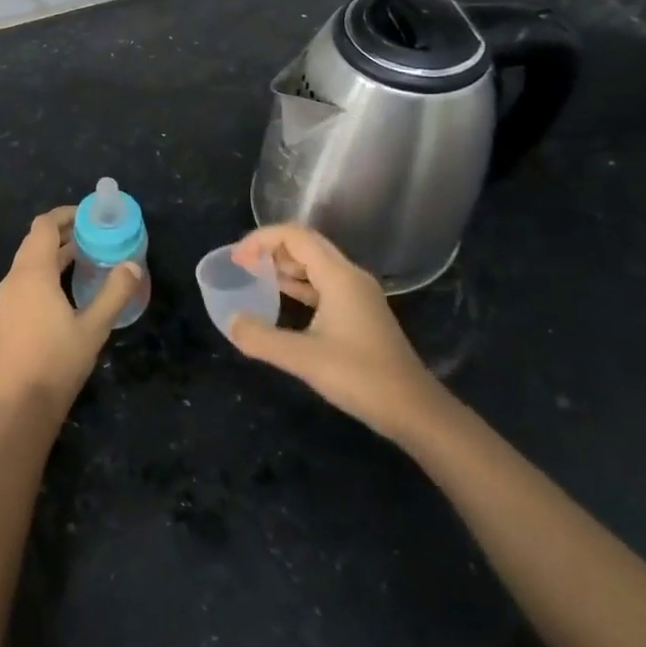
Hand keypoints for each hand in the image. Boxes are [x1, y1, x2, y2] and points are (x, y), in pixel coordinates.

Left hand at [0, 207, 141, 418]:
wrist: (21, 406)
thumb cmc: (58, 362)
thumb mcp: (94, 327)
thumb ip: (115, 292)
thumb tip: (133, 265)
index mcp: (32, 274)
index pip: (44, 226)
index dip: (65, 215)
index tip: (90, 216)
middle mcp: (14, 280)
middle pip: (35, 241)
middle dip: (62, 232)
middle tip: (93, 234)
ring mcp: (6, 300)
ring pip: (28, 262)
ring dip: (53, 253)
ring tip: (84, 257)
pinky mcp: (5, 317)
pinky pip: (24, 280)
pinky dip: (44, 272)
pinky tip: (64, 289)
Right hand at [227, 224, 454, 446]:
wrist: (414, 410)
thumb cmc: (361, 377)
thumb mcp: (304, 358)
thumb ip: (262, 338)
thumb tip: (231, 322)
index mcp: (339, 276)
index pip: (295, 236)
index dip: (261, 240)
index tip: (237, 259)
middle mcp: (349, 276)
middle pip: (306, 244)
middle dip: (271, 248)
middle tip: (242, 265)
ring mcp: (357, 294)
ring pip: (315, 264)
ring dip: (284, 265)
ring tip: (254, 277)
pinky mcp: (359, 313)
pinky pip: (323, 284)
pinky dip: (298, 284)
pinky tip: (281, 299)